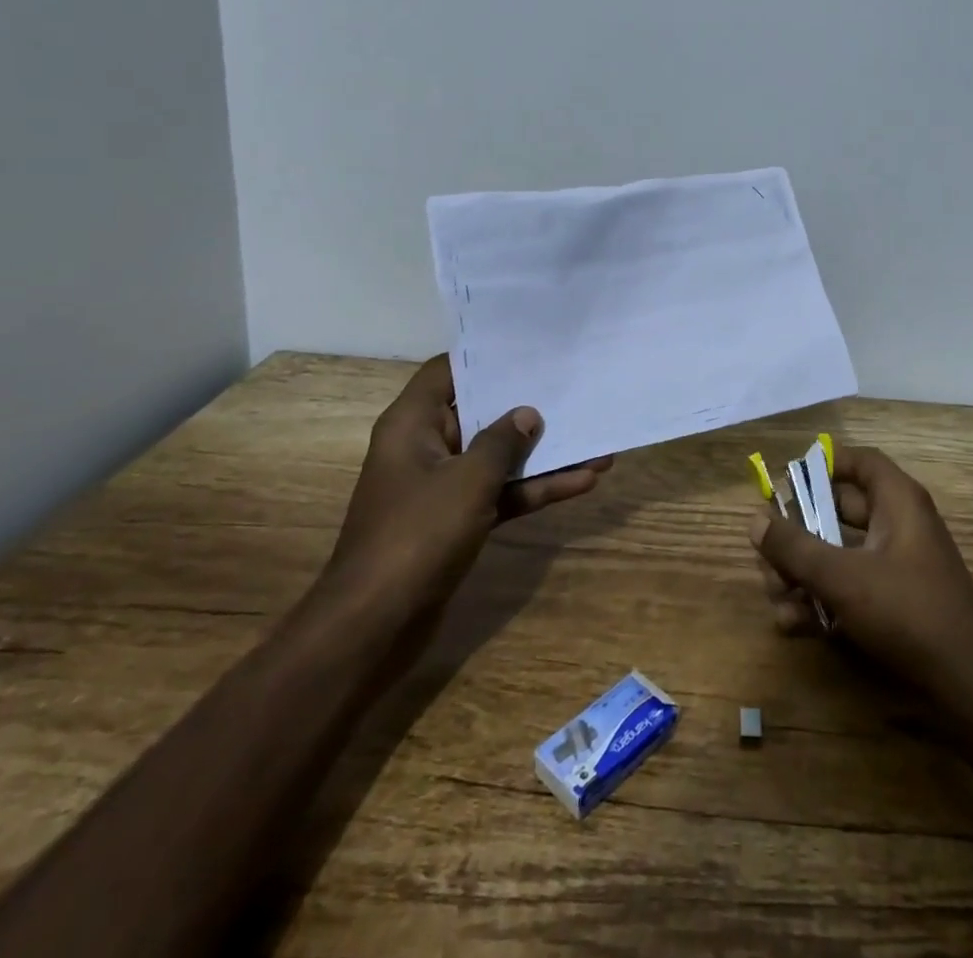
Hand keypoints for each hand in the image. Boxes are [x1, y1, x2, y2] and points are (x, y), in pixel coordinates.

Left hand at [324, 355, 608, 632]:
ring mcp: (442, 487)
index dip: (484, 357)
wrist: (376, 625)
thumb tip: (527, 414)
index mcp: (413, 424)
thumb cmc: (417, 535)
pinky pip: (501, 493)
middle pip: (480, 413)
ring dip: (543, 454)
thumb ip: (503, 441)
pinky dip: (535, 489)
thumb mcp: (469, 480)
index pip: (447, 371)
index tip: (529, 348)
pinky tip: (582, 482)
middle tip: (573, 387)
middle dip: (527, 407)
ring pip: (498, 458)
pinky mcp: (457, 521)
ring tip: (597, 443)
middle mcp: (426, 448)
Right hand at [749, 445, 972, 703]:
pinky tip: (793, 624)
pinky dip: (820, 599)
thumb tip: (755, 519)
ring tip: (775, 596)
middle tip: (766, 551)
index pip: (860, 461)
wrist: (968, 688)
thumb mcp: (843, 577)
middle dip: (797, 531)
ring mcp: (895, 565)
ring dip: (802, 571)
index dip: (823, 464)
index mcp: (897, 502)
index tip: (785, 481)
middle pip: (837, 509)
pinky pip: (848, 585)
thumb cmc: (907, 612)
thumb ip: (795, 547)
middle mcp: (897, 525)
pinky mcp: (892, 602)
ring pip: (837, 551)